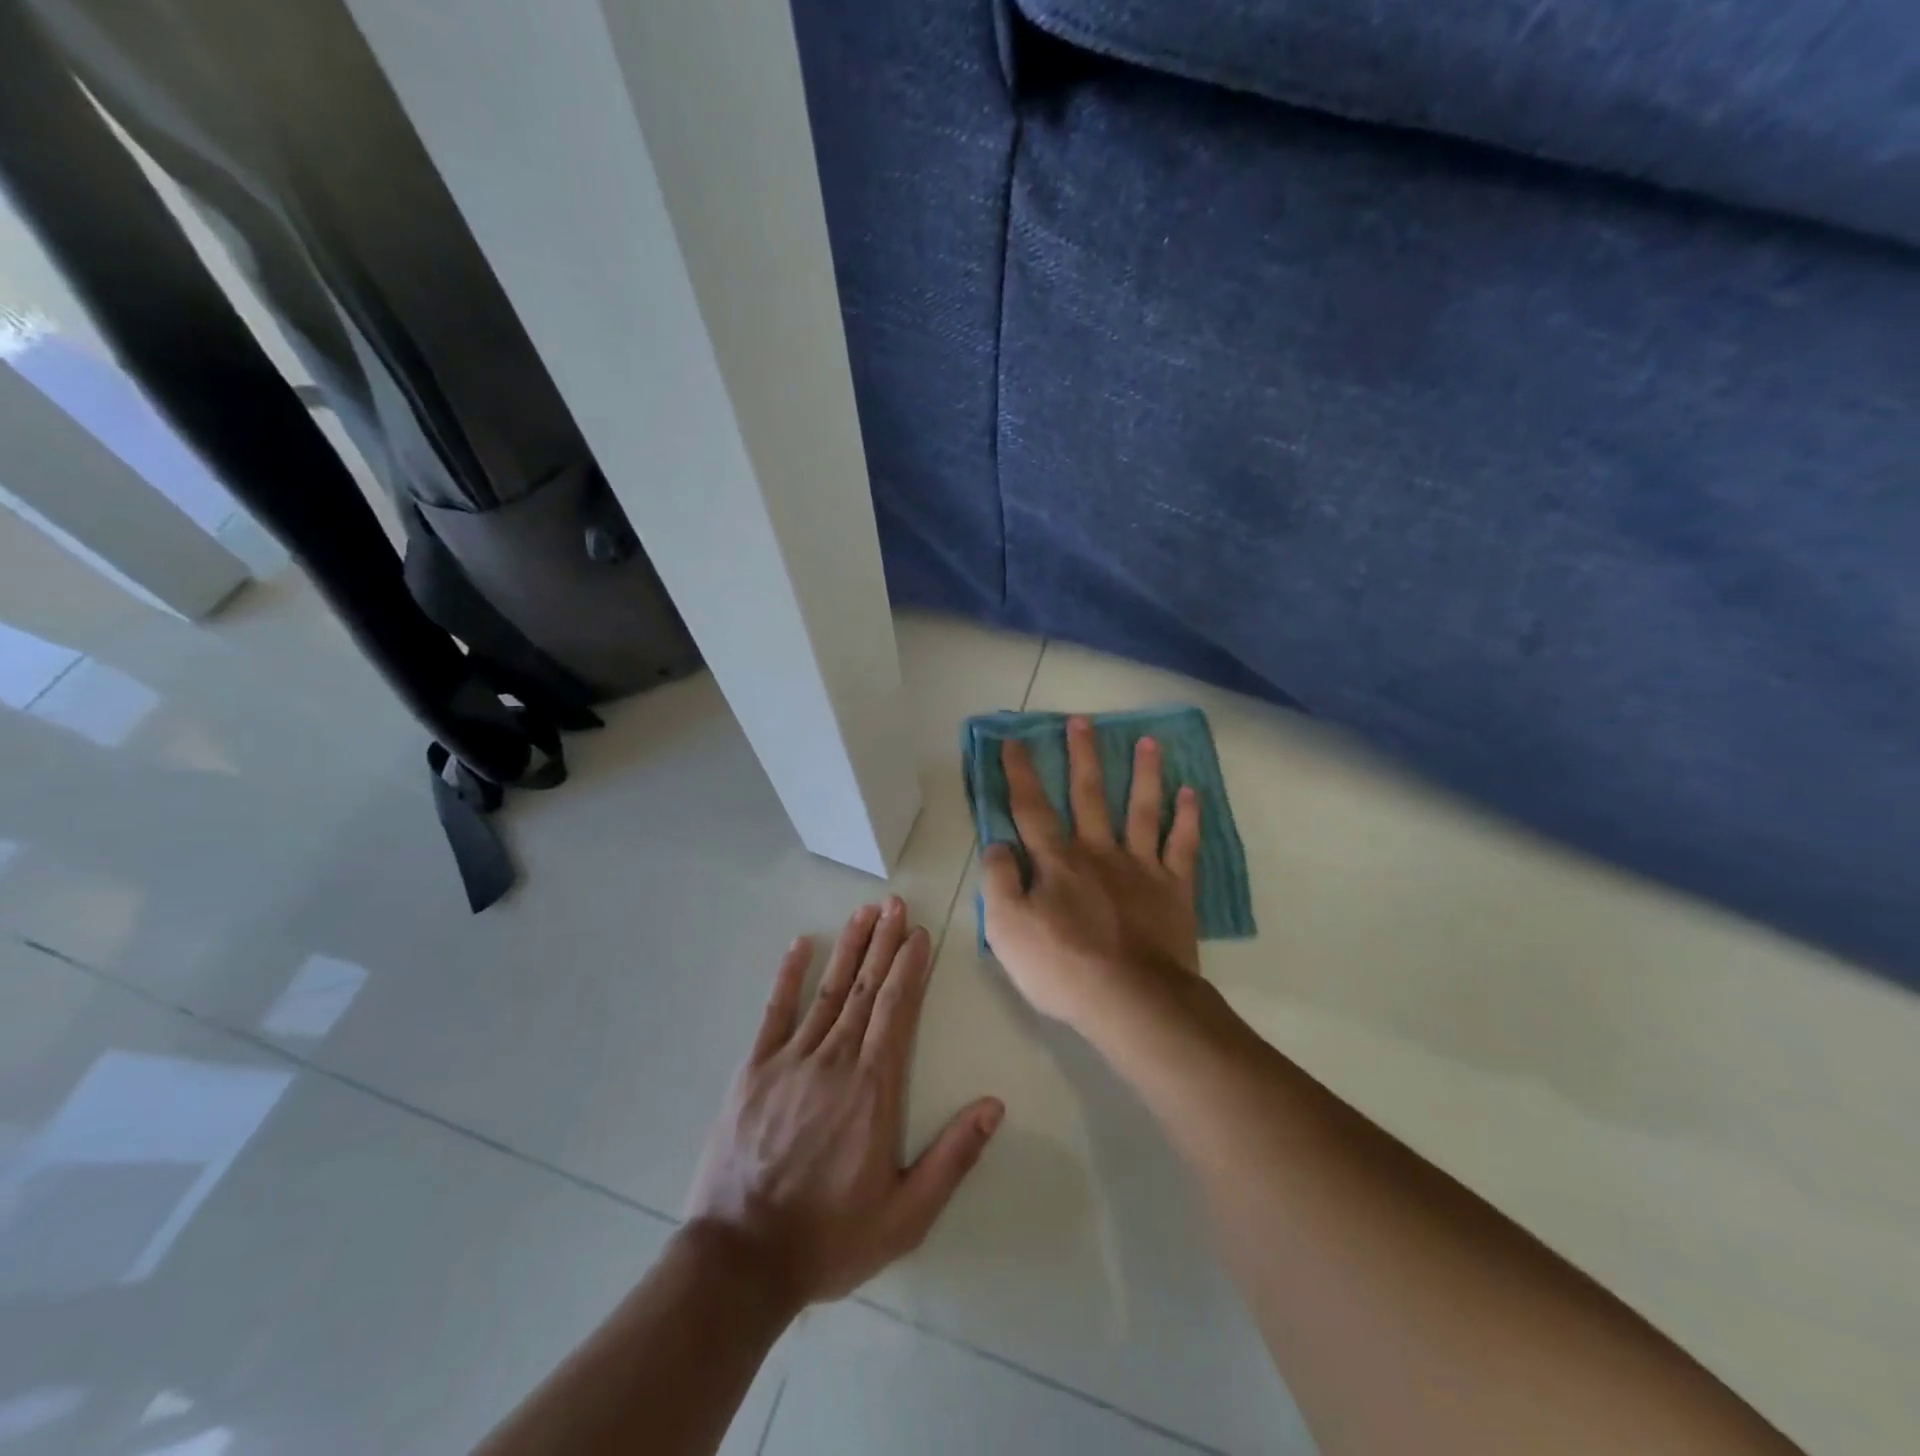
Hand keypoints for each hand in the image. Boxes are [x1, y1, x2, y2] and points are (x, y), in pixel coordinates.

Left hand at [683, 899, 1003, 1310]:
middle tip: (896, 904)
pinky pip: (775, 1011)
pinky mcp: (753, 1069)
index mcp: (874, 1088)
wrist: (742, 1259)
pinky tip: (801, 944)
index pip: (896, 1010)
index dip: (909, 967)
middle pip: (865, 989)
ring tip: (865, 912)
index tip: (919, 933)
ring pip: (828, 991)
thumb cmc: (830, 1236)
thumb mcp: (906, 1215)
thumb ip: (953, 1157)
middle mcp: (836, 1060)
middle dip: (884, 943)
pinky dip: (789, 975)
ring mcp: (791, 1060)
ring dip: (849, 948)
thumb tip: (994, 1105)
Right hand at [980, 717, 1202, 1032]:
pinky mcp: (1174, 888)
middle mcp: (1098, 852)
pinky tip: (1191, 792)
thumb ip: (998, 881)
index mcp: (1056, 861)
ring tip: (1148, 741)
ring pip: (1141, 809)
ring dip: (1143, 773)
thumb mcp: (1006, 929)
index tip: (1013, 741)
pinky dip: (1187, 818)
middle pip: (1089, 794)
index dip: (1020, 774)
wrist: (1132, 1000)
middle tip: (1083, 721)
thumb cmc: (1062, 967)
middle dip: (1083, 756)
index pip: (1031, 808)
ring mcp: (1140, 867)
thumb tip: (999, 844)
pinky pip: (1182, 845)